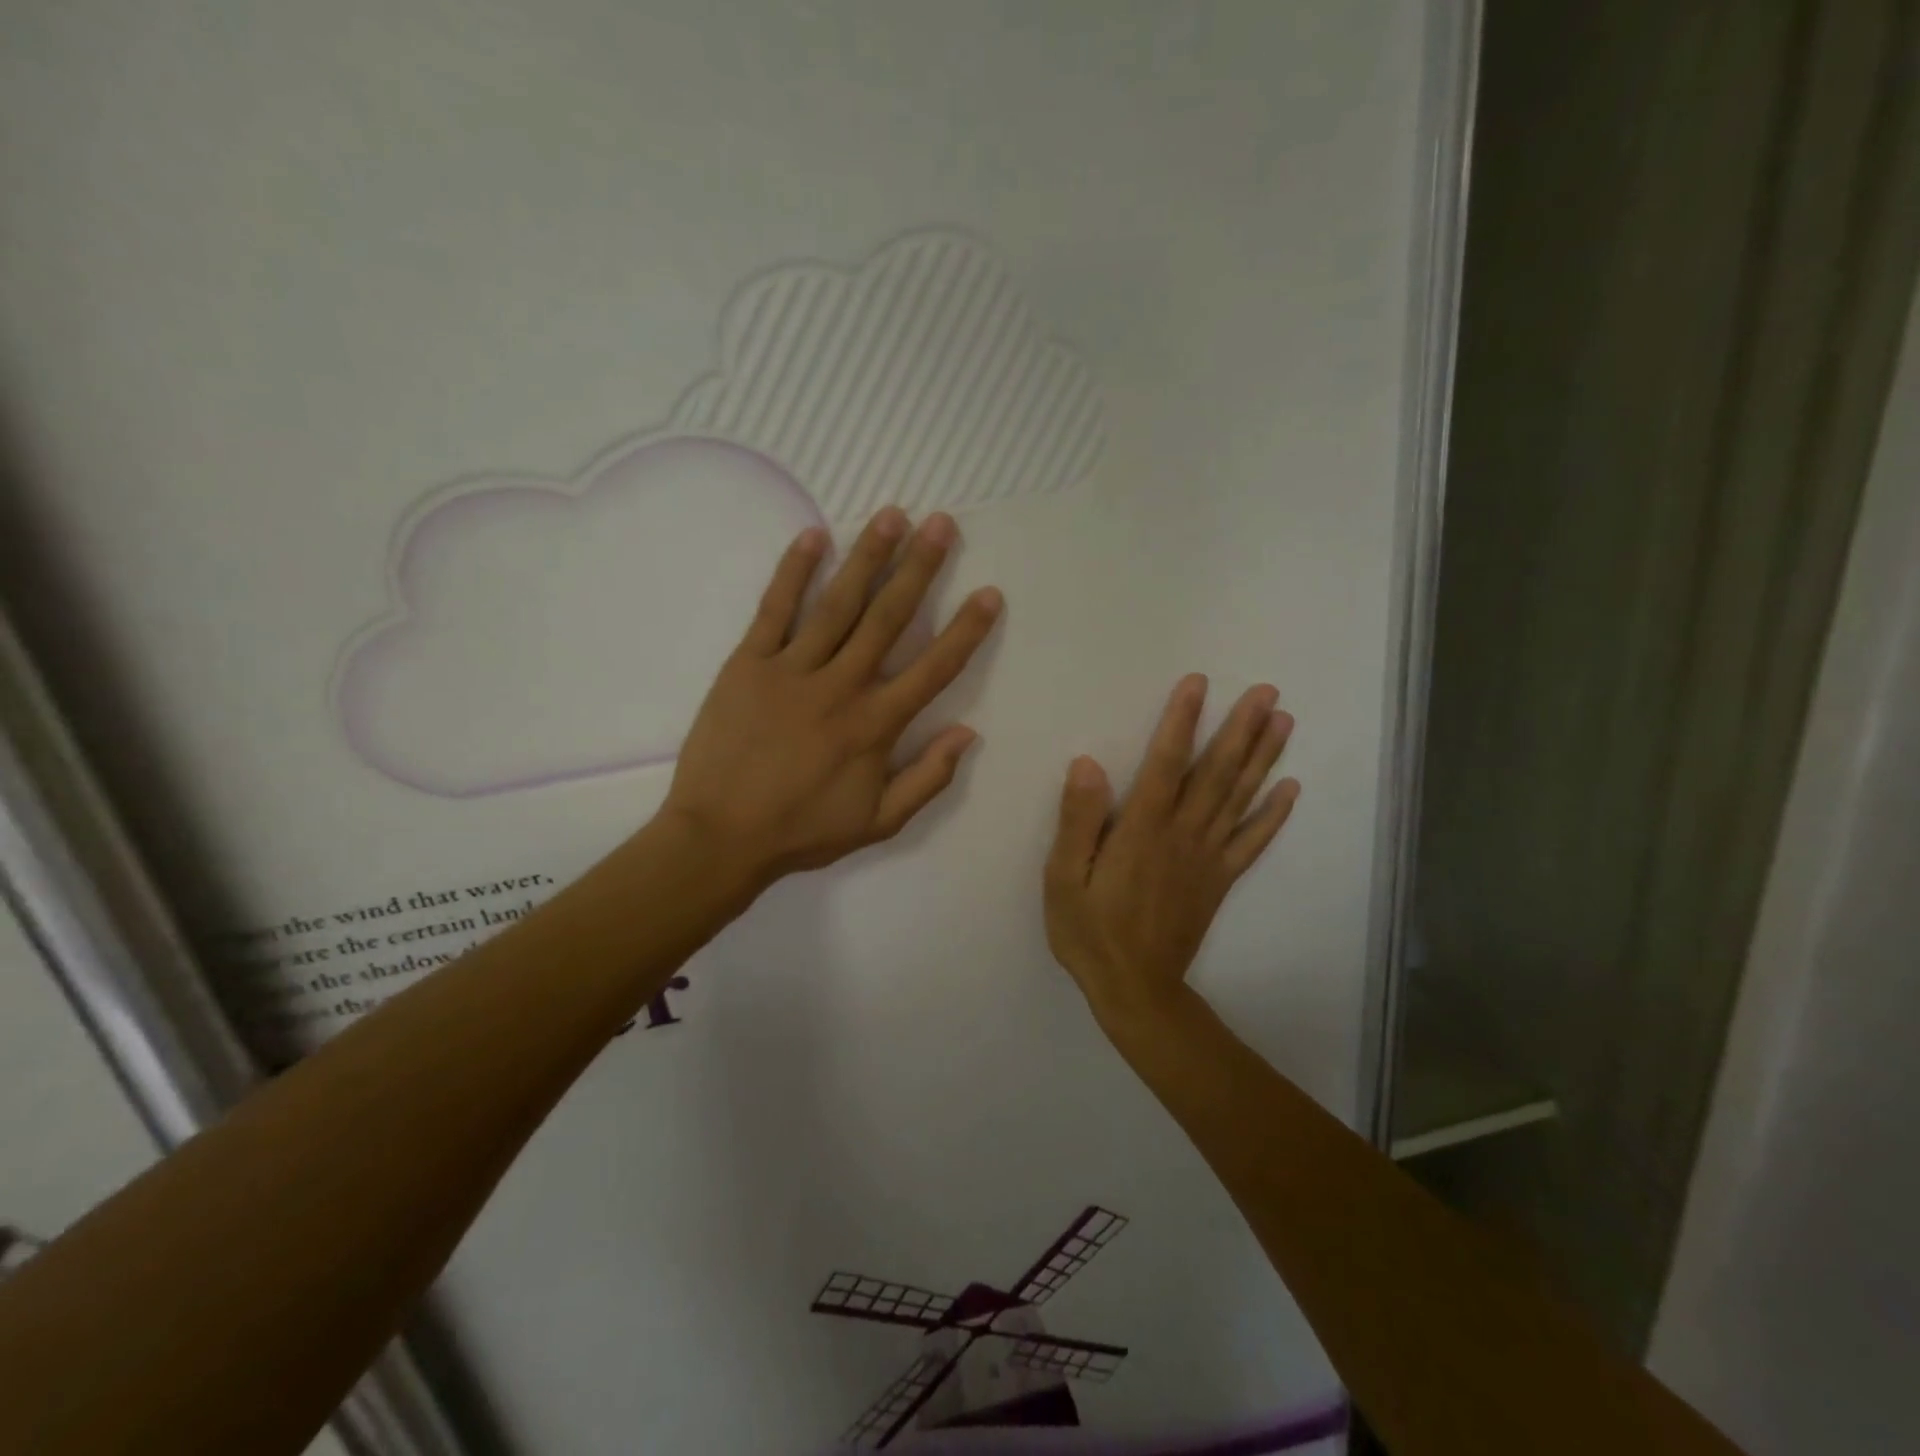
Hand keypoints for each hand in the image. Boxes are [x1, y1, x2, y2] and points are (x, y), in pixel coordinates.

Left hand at [660, 507, 1001, 892]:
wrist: (719, 836)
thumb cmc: (802, 831)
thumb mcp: (879, 823)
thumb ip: (928, 779)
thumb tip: (967, 734)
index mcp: (876, 725)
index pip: (933, 667)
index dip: (966, 630)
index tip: (989, 592)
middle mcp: (841, 686)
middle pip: (888, 618)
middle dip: (919, 568)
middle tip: (941, 524)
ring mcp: (791, 669)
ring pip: (838, 604)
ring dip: (868, 557)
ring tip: (892, 515)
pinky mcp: (748, 664)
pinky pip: (774, 610)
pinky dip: (794, 572)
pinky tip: (814, 536)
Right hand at [1044, 674, 1298, 1033]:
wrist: (1135, 990)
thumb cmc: (1090, 932)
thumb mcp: (1063, 879)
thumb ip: (1078, 821)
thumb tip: (1087, 764)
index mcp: (1142, 830)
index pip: (1166, 764)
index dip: (1181, 721)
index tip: (1198, 683)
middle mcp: (1182, 836)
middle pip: (1216, 774)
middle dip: (1241, 729)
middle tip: (1267, 691)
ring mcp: (1207, 858)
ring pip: (1240, 799)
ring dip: (1263, 759)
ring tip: (1284, 722)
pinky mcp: (1220, 881)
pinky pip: (1252, 843)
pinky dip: (1273, 816)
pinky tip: (1290, 790)